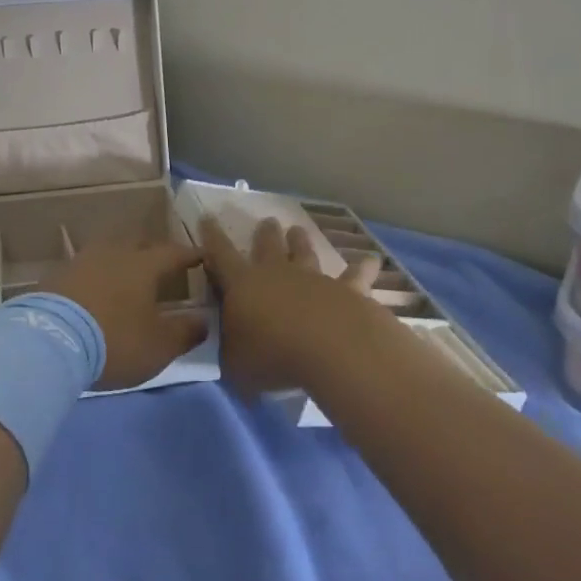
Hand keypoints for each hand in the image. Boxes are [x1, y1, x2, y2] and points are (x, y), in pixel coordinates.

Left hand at [43, 241, 210, 388]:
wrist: (51, 340)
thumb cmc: (114, 340)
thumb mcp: (158, 346)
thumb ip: (185, 332)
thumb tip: (204, 320)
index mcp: (144, 265)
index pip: (173, 253)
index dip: (189, 255)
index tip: (201, 256)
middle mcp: (115, 252)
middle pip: (140, 243)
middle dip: (154, 250)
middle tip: (163, 263)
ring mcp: (84, 259)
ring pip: (111, 250)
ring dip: (123, 258)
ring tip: (129, 273)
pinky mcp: (60, 273)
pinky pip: (88, 266)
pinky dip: (99, 273)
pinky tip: (98, 287)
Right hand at [199, 217, 385, 395]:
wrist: (331, 347)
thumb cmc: (273, 355)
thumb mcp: (235, 362)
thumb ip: (230, 350)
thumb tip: (228, 344)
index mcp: (243, 284)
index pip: (221, 255)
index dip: (212, 236)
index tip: (208, 217)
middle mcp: (277, 273)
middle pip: (268, 246)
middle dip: (265, 234)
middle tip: (267, 222)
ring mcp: (314, 278)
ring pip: (305, 253)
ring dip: (301, 242)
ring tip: (298, 230)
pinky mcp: (347, 290)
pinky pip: (356, 276)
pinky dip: (363, 267)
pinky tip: (372, 259)